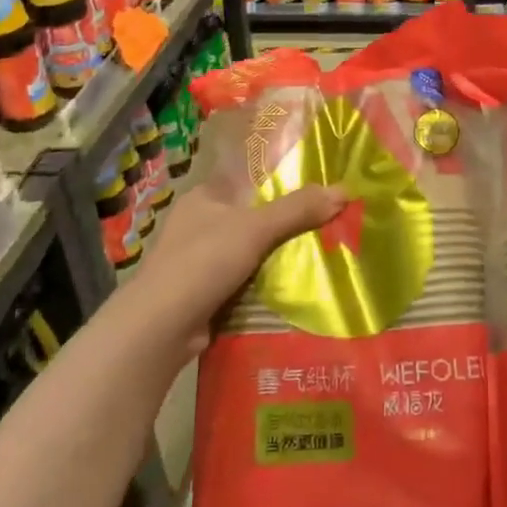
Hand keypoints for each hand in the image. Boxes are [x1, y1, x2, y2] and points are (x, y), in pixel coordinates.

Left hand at [122, 180, 344, 360]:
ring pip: (248, 251)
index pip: (247, 179)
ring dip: (275, 257)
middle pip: (251, 216)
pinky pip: (243, 281)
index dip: (280, 181)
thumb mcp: (256, 228)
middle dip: (284, 223)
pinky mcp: (203, 293)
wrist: (161, 327)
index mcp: (203, 197)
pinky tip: (293, 288)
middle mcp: (198, 224)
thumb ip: (298, 209)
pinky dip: (263, 284)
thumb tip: (345, 190)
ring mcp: (198, 261)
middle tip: (326, 223)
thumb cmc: (204, 261)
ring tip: (320, 254)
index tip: (316, 187)